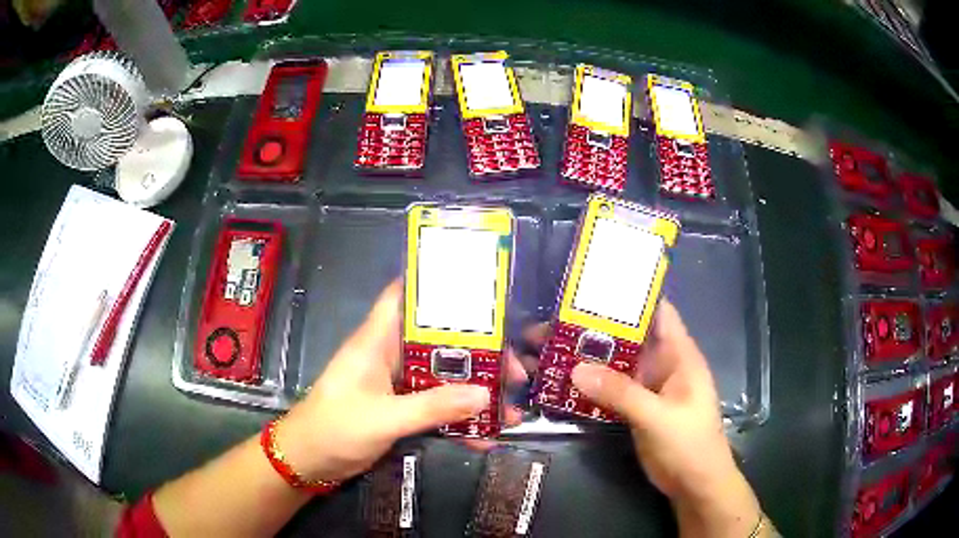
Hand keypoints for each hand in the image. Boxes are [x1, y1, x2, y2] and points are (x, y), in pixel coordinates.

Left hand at [274, 280, 527, 481]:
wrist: (308, 462)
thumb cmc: (334, 429)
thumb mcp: (384, 418)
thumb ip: (432, 407)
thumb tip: (486, 395)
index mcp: (377, 341)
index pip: (404, 296)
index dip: (436, 285)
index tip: (481, 289)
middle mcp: (389, 355)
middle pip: (439, 342)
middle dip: (479, 354)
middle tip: (515, 372)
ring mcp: (395, 384)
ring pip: (442, 377)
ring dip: (474, 392)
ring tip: (510, 410)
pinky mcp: (399, 409)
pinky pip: (435, 407)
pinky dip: (457, 419)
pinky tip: (484, 438)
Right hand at [569, 300, 761, 536]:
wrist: (695, 484)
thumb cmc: (689, 444)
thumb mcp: (658, 417)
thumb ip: (621, 393)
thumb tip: (575, 369)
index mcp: (679, 354)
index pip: (657, 311)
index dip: (630, 295)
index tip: (591, 286)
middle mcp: (663, 363)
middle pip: (628, 337)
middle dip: (594, 328)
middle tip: (551, 322)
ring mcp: (648, 386)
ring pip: (616, 363)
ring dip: (587, 356)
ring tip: (548, 349)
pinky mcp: (636, 407)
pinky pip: (611, 387)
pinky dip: (590, 383)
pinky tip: (562, 381)